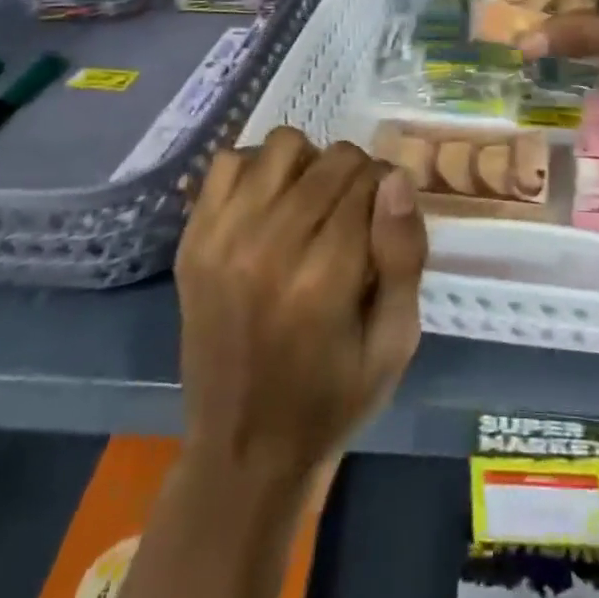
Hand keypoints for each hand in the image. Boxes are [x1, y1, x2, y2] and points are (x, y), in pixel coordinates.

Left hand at [176, 129, 427, 485]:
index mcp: (323, 280)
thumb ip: (404, 255)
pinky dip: (257, 169)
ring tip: (313, 202)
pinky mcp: (193, 240)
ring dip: (310, 163)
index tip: (387, 216)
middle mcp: (268, 248)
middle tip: (355, 214)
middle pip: (331, 160)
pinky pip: (228, 162)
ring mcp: (222, 240)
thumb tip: (397, 178)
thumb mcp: (395, 342)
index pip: (369, 183)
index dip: (388, 189)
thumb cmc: (333, 398)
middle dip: (357, 175)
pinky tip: (270, 203)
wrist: (242, 451)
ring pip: (283, 146)